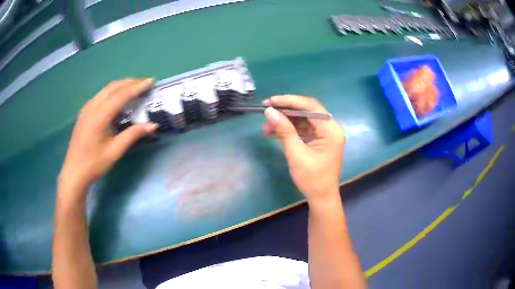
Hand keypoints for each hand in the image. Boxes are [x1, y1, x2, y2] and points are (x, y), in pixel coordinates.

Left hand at [58, 79, 157, 200]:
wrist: (74, 172)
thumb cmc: (94, 164)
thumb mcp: (115, 151)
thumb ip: (132, 135)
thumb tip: (152, 125)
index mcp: (99, 116)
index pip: (121, 95)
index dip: (137, 87)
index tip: (150, 81)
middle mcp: (92, 107)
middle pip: (113, 87)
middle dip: (129, 82)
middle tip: (144, 83)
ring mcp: (86, 109)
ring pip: (105, 90)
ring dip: (120, 86)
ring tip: (133, 87)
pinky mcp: (84, 113)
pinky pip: (99, 96)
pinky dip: (111, 92)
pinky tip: (116, 99)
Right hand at [262, 95, 344, 203]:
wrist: (321, 197)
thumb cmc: (311, 178)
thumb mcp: (296, 153)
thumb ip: (284, 130)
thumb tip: (269, 111)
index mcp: (331, 129)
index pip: (310, 106)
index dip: (289, 101)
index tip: (270, 101)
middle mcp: (331, 127)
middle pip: (307, 110)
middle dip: (285, 110)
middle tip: (266, 110)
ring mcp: (326, 133)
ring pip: (303, 119)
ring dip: (285, 121)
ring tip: (266, 126)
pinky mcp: (320, 139)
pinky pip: (304, 128)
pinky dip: (290, 129)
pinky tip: (274, 132)